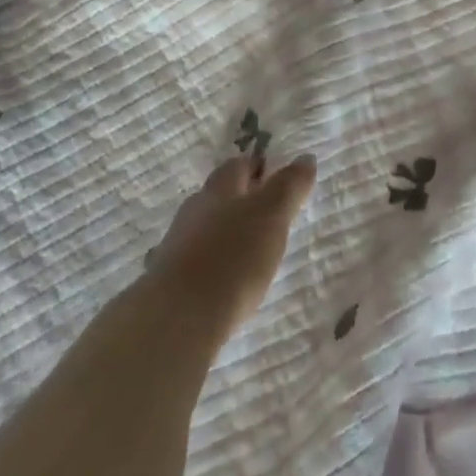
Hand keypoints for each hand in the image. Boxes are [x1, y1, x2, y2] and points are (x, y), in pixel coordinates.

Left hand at [145, 154, 316, 340]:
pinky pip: (196, 259)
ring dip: (225, 231)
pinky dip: (212, 261)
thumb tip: (306, 157)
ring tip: (249, 249)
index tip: (275, 176)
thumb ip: (289, 187)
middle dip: (241, 199)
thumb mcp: (271, 216)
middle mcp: (195, 209)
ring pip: (206, 226)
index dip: (257, 167)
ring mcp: (177, 244)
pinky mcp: (169, 279)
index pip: (239, 165)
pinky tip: (224, 278)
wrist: (178, 318)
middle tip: (267, 213)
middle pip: (219, 195)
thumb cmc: (232, 258)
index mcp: (220, 189)